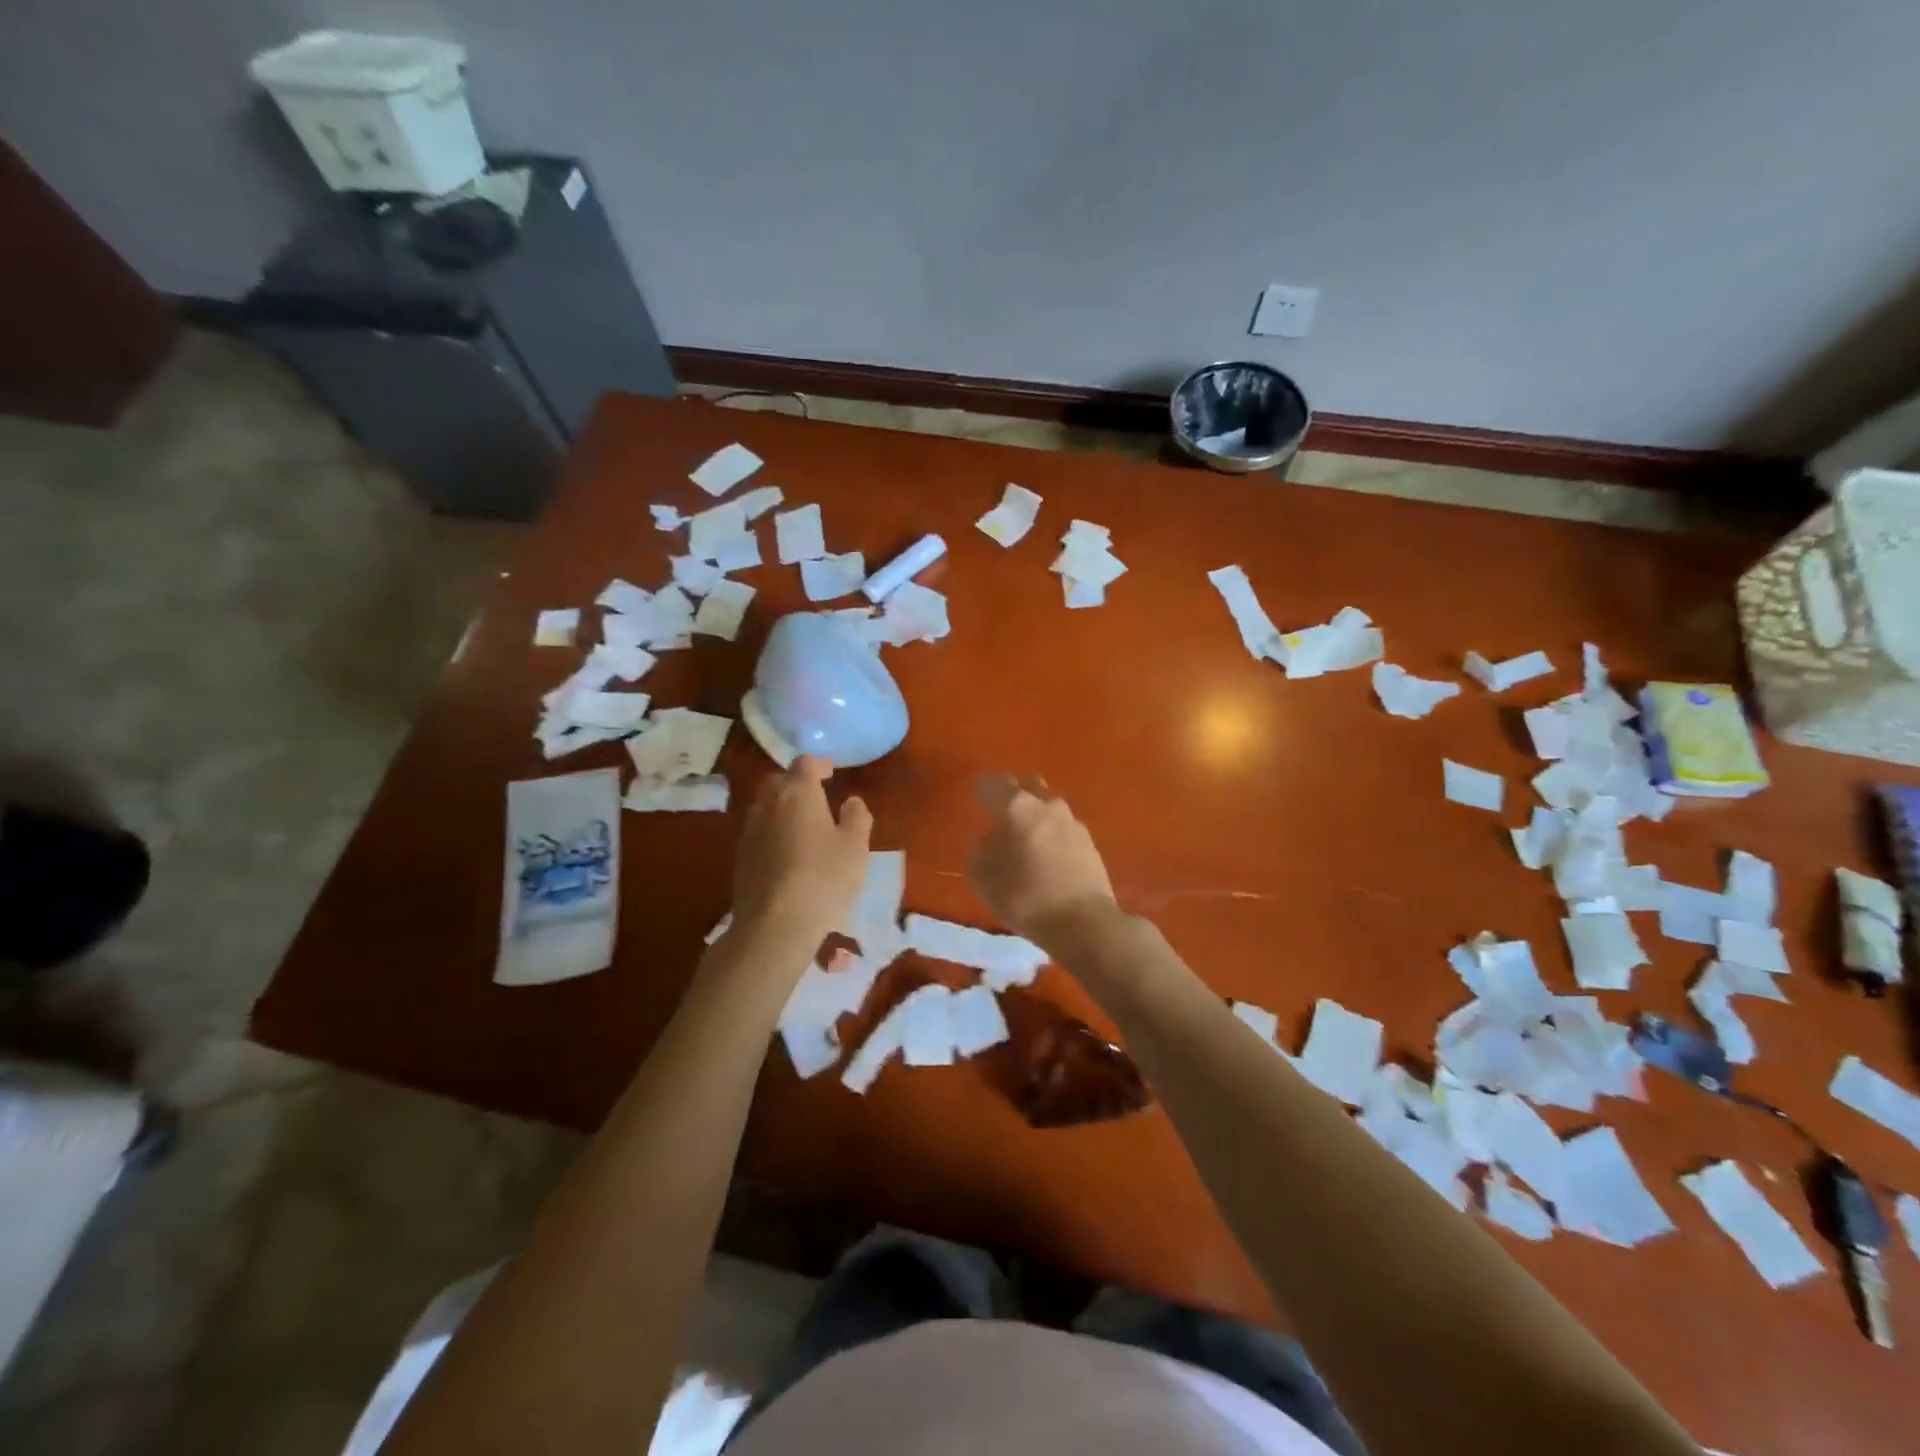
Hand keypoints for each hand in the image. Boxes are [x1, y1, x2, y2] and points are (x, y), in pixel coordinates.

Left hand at [731, 755, 871, 946]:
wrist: (775, 924)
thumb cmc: (823, 878)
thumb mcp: (855, 847)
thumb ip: (857, 817)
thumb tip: (851, 802)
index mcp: (798, 792)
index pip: (805, 763)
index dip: (820, 764)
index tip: (832, 772)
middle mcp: (768, 803)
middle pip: (780, 781)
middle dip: (797, 783)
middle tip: (817, 797)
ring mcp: (749, 830)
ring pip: (766, 806)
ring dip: (783, 808)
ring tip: (803, 825)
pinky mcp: (740, 857)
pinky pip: (759, 832)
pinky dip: (773, 832)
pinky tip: (787, 853)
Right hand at [967, 775, 1117, 948]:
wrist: (1083, 922)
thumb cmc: (1024, 897)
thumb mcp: (984, 878)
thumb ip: (978, 851)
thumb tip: (982, 837)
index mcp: (1017, 807)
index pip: (993, 784)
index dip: (981, 789)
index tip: (975, 799)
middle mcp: (1047, 805)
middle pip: (1028, 786)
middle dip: (1014, 794)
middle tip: (1002, 815)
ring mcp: (1072, 822)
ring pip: (1049, 807)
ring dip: (1036, 816)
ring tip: (1027, 839)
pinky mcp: (1090, 842)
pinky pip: (1064, 828)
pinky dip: (1053, 835)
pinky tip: (1048, 856)